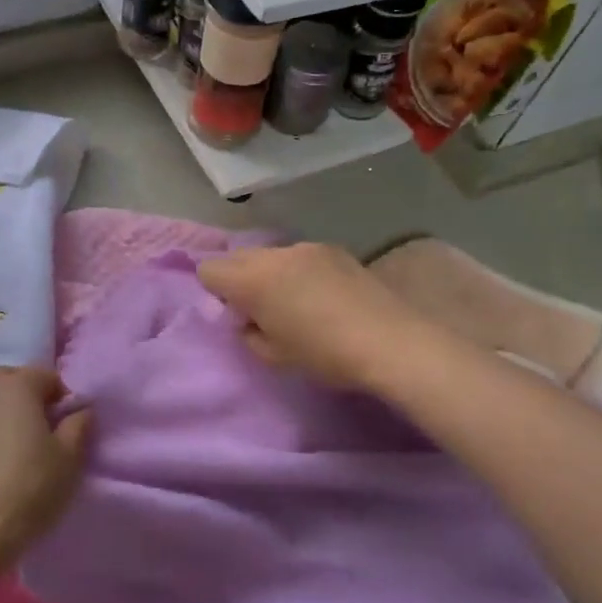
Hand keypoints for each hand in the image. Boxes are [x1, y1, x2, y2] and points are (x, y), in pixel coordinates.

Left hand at [0, 366, 91, 569]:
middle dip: (32, 400)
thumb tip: (79, 409)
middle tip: (46, 436)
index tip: (70, 430)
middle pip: (14, 382)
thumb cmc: (29, 488)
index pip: (48, 376)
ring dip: (9, 418)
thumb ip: (79, 424)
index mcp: (16, 385)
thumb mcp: (70, 457)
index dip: (64, 400)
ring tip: (23, 454)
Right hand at [197, 243, 433, 392]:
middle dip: (239, 279)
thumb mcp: (274, 356)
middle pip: (238, 256)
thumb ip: (248, 332)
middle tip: (260, 311)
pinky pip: (299, 256)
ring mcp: (308, 247)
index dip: (215, 292)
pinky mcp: (335, 250)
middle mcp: (276, 253)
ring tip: (295, 304)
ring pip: (271, 255)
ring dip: (271, 274)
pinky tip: (322, 296)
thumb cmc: (325, 355)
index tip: (235, 315)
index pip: (209, 269)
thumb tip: (248, 318)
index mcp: (253, 278)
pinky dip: (298, 271)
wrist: (392, 342)